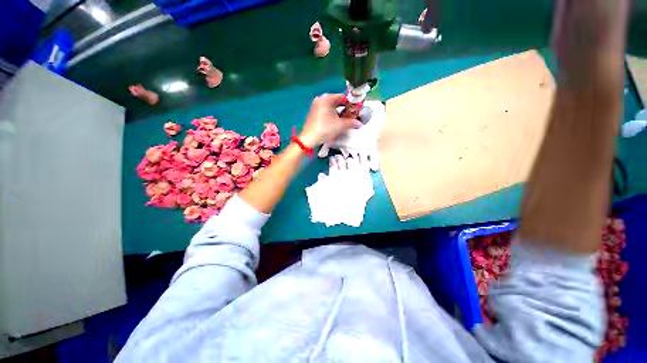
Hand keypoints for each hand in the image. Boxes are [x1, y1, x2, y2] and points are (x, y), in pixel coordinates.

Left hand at [318, 100, 385, 170]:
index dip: (352, 103)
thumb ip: (351, 122)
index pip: (344, 97)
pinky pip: (327, 111)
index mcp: (327, 98)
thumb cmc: (325, 129)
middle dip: (346, 109)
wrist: (309, 139)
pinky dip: (333, 115)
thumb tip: (359, 123)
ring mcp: (316, 106)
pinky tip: (338, 122)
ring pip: (332, 107)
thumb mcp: (340, 125)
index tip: (358, 109)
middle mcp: (321, 99)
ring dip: (340, 113)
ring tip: (347, 120)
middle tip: (353, 115)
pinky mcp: (314, 113)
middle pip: (338, 102)